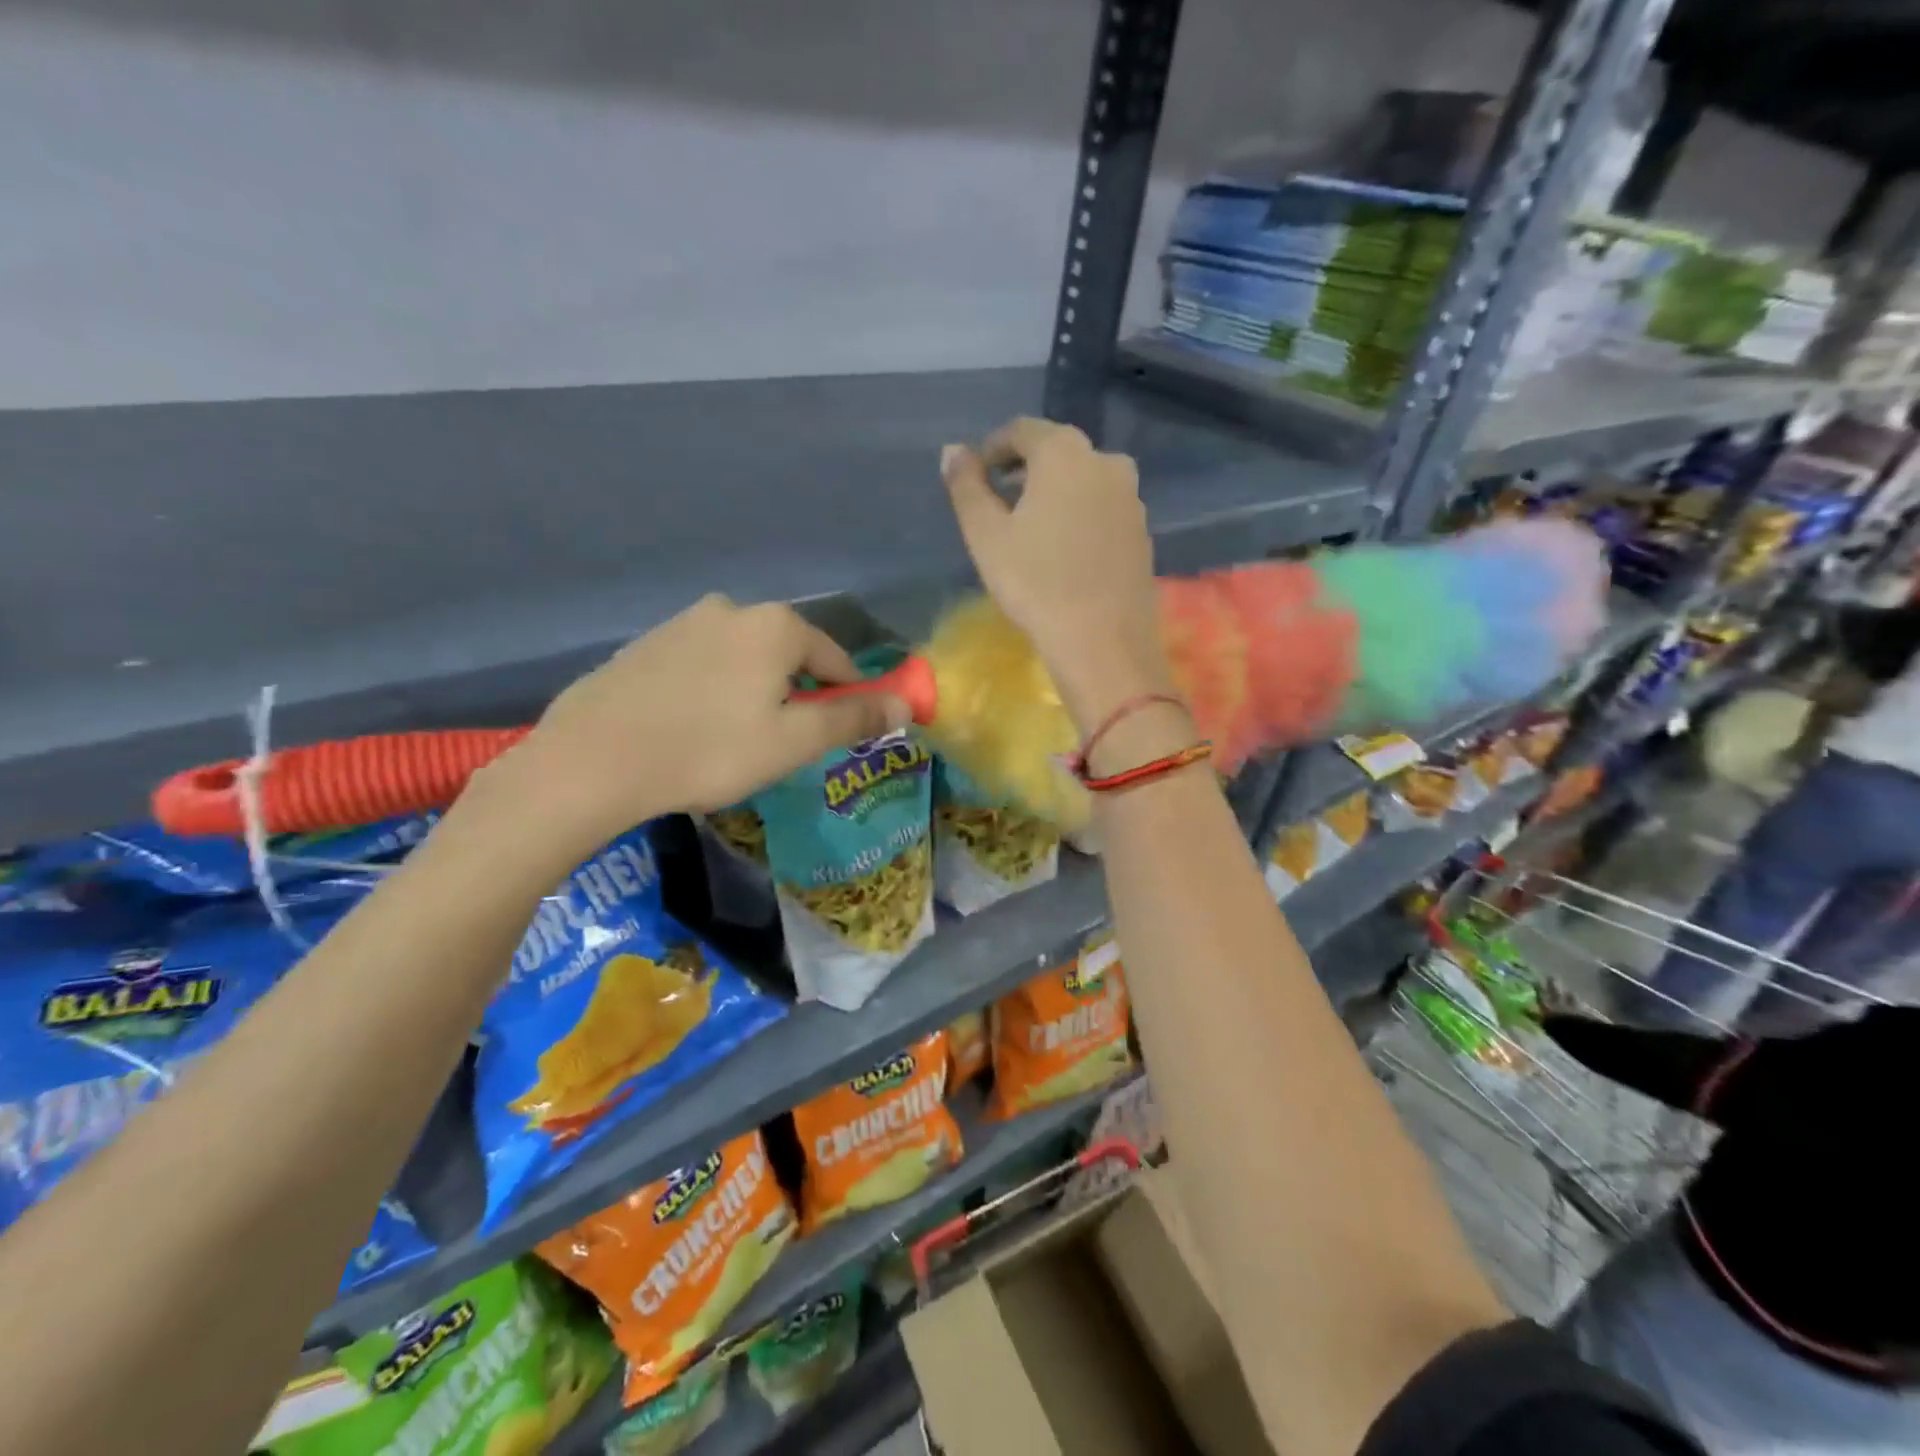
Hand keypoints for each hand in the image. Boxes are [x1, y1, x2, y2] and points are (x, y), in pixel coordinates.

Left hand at [484, 596, 908, 854]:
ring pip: (743, 660)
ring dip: (754, 693)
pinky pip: (702, 666)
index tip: (839, 734)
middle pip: (788, 656)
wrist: (593, 761)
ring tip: (735, 743)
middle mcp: (732, 609)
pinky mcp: (645, 645)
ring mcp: (682, 623)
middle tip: (782, 746)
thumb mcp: (793, 742)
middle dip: (796, 696)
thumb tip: (906, 705)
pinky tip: (693, 730)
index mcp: (775, 625)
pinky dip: (713, 692)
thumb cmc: (710, 751)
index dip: (847, 697)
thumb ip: (853, 718)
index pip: (836, 658)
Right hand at [942, 418, 1172, 728]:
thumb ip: (966, 486)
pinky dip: (1079, 514)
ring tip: (1030, 527)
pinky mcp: (1142, 531)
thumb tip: (953, 450)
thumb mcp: (986, 535)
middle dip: (1025, 469)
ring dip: (1054, 492)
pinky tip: (1064, 549)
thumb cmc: (1035, 583)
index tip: (976, 475)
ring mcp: (1131, 497)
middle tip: (1000, 500)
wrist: (1103, 641)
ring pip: (1084, 480)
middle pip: (1057, 451)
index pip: (1022, 430)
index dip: (993, 448)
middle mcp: (1106, 461)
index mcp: (1064, 452)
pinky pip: (1103, 508)